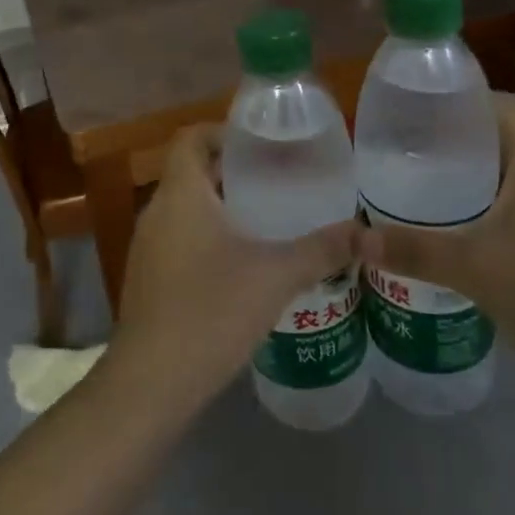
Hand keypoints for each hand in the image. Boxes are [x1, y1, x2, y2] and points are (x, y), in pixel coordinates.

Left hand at [108, 124, 356, 411]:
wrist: (150, 383)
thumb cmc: (211, 311)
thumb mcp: (276, 276)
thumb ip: (322, 250)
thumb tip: (367, 233)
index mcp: (181, 194)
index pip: (192, 138)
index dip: (223, 131)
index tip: (261, 142)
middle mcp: (157, 211)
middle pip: (191, 171)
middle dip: (232, 171)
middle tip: (279, 178)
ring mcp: (147, 247)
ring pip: (185, 208)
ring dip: (220, 206)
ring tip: (267, 217)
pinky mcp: (147, 278)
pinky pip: (178, 238)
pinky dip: (207, 236)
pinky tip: (241, 264)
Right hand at [358, 93, 514, 408]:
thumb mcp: (469, 266)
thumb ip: (410, 249)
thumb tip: (355, 238)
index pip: (497, 104)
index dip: (457, 101)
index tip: (416, 114)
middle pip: (501, 137)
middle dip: (455, 142)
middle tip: (408, 153)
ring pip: (511, 173)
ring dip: (472, 176)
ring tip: (425, 186)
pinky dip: (489, 205)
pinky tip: (459, 228)